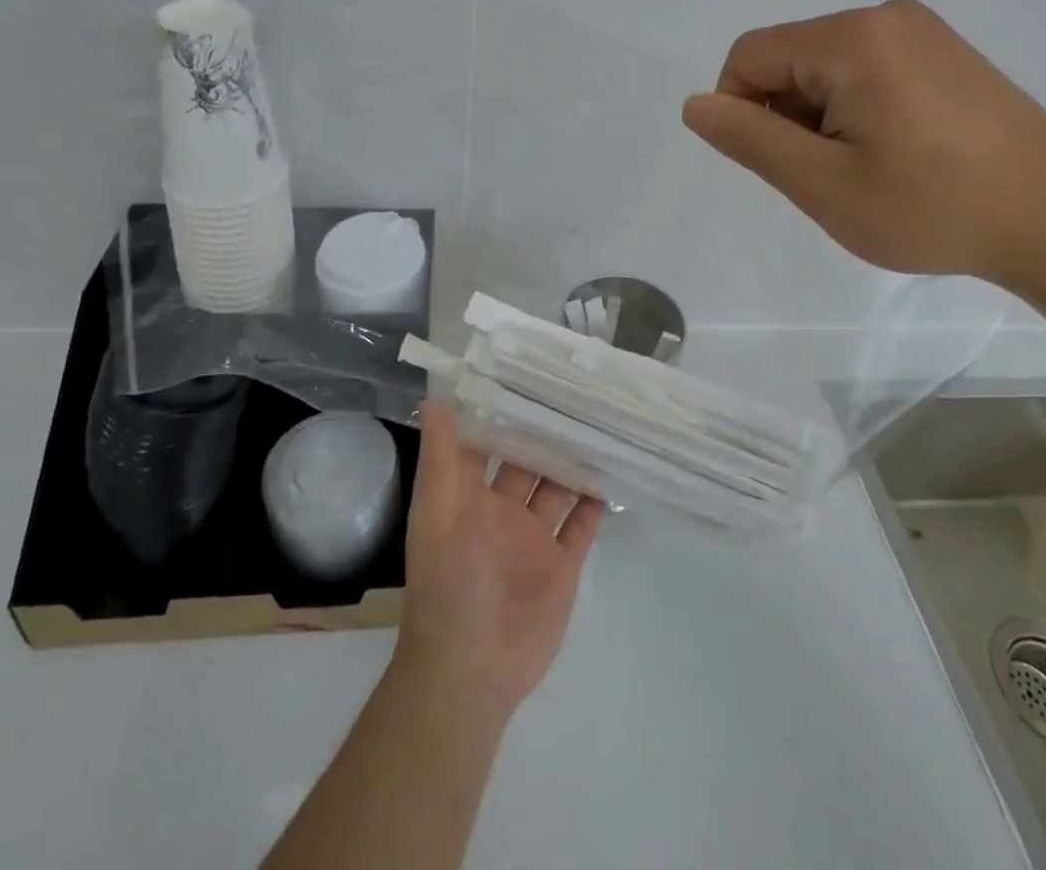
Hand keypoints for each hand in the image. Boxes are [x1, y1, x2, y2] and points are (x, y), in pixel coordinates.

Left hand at [392, 404, 604, 724]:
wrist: (471, 671)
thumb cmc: (449, 583)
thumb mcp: (438, 513)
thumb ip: (440, 458)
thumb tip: (433, 400)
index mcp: (469, 497)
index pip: (486, 443)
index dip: (501, 412)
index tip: (526, 374)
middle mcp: (502, 511)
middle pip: (528, 462)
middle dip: (547, 433)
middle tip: (577, 392)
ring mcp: (534, 539)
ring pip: (558, 489)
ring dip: (574, 462)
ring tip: (601, 424)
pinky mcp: (561, 566)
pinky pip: (581, 527)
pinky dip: (594, 503)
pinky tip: (612, 472)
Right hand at [681, 0, 1045, 284]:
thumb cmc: (932, 206)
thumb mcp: (823, 183)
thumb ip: (750, 140)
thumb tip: (696, 106)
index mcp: (852, 38)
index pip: (751, 55)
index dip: (738, 109)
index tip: (775, 164)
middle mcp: (885, 18)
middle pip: (789, 59)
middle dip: (786, 117)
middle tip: (827, 178)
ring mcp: (922, 33)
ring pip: (827, 69)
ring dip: (821, 119)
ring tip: (865, 172)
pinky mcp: (945, 55)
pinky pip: (868, 72)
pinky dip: (856, 112)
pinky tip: (894, 156)